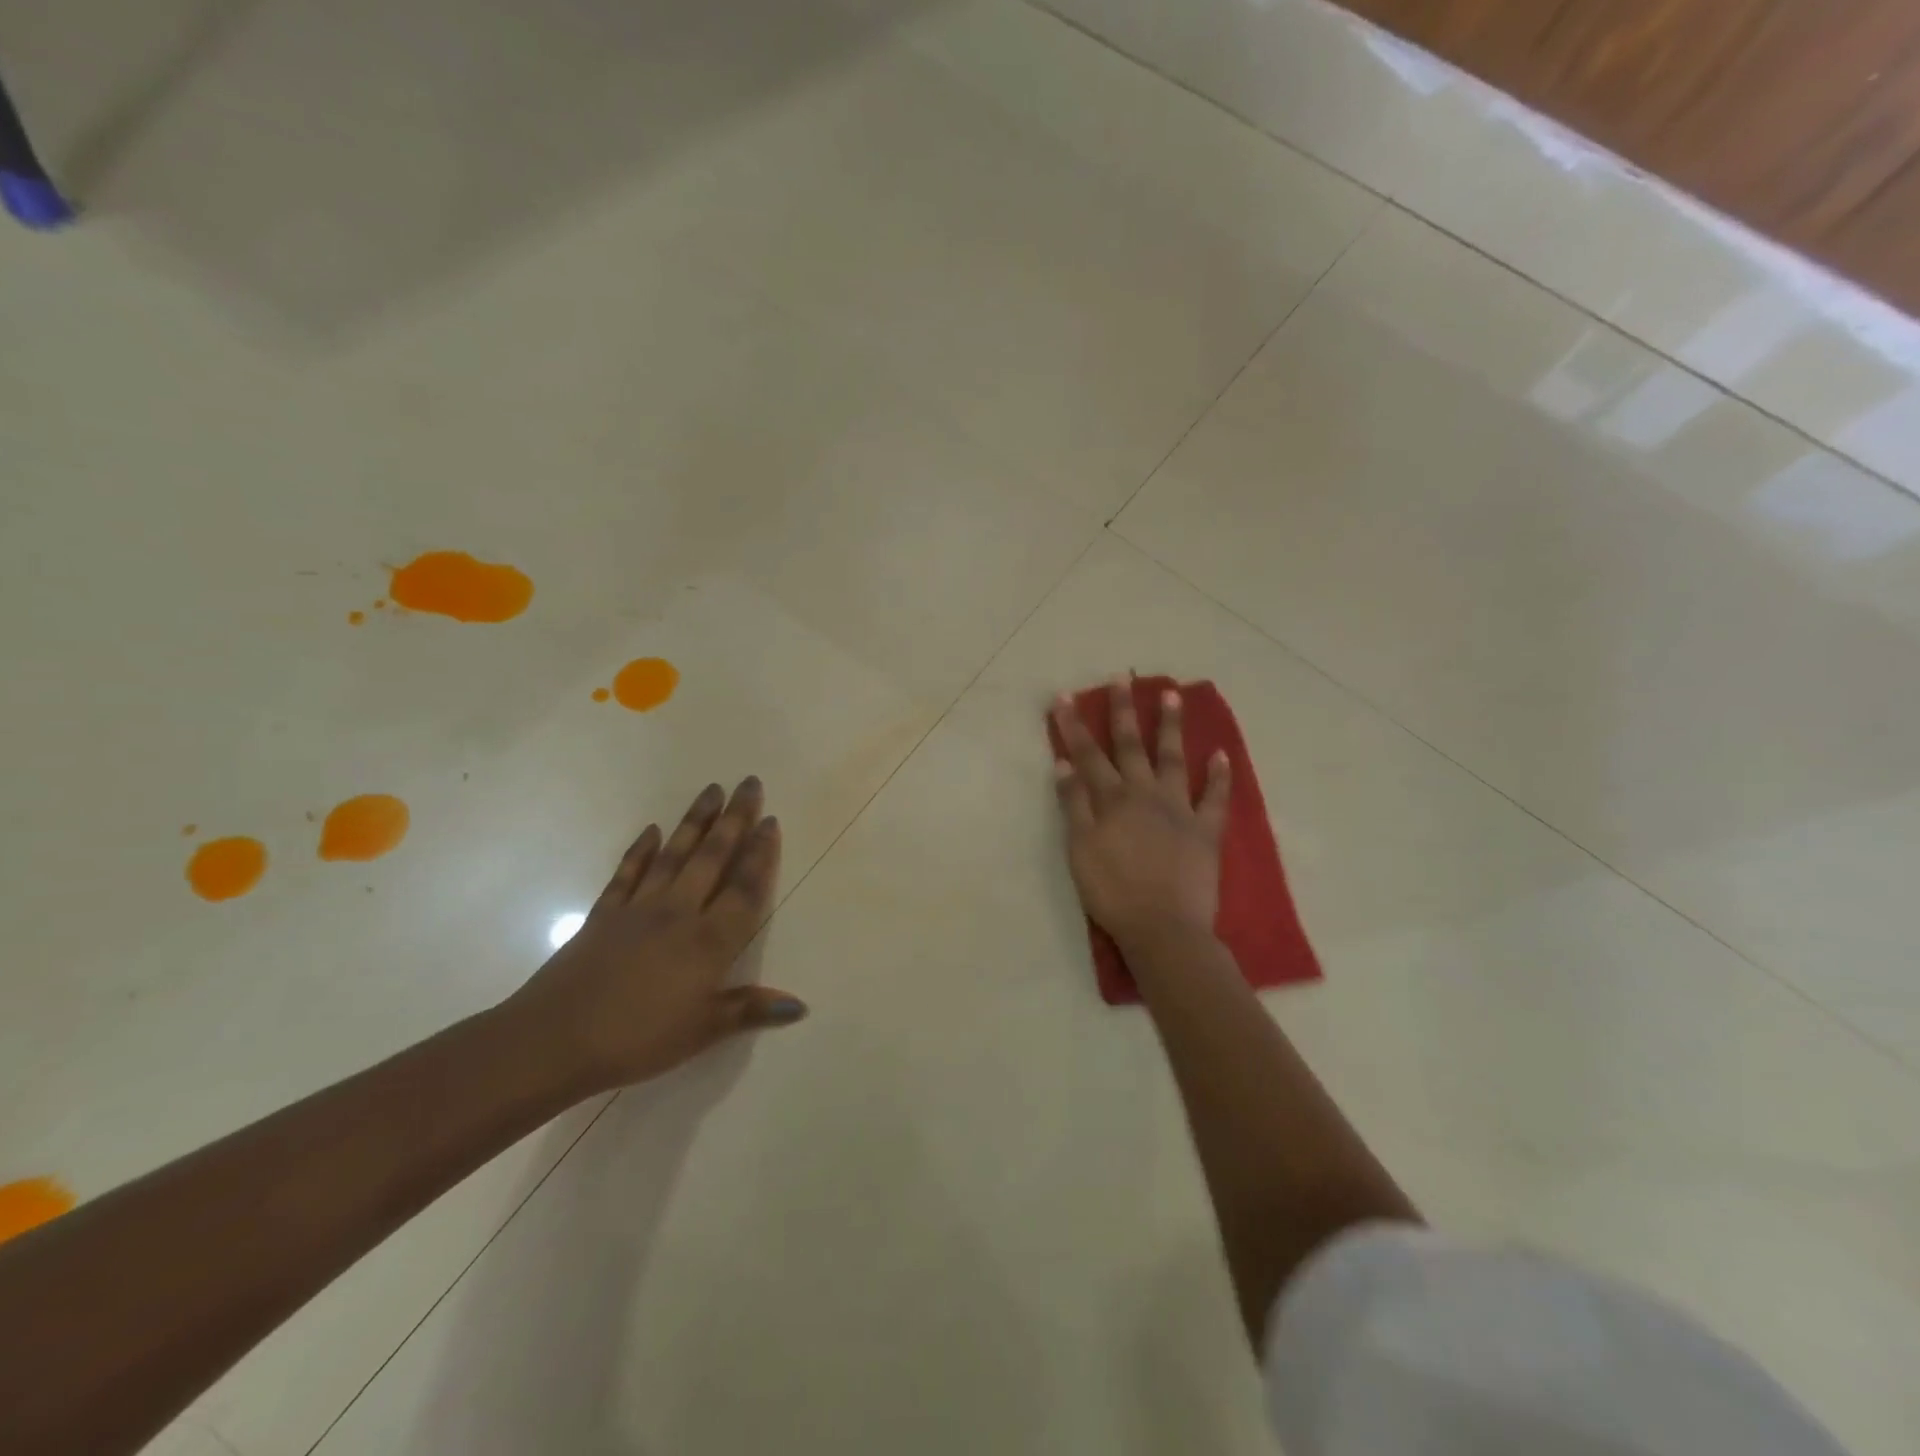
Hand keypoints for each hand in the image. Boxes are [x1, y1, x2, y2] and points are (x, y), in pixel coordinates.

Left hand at [501, 777, 806, 1094]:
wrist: (554, 1039)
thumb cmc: (637, 1038)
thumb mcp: (702, 1031)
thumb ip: (751, 1010)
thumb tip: (801, 1006)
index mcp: (708, 941)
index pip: (744, 889)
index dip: (761, 855)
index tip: (771, 821)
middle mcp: (679, 913)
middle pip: (713, 858)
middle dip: (734, 820)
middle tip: (749, 784)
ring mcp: (639, 909)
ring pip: (675, 855)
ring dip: (695, 822)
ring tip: (711, 790)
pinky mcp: (604, 914)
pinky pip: (628, 873)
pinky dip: (641, 850)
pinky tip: (652, 831)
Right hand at [1052, 679, 1229, 950]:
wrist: (1163, 928)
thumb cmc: (1112, 893)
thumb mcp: (1079, 850)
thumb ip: (1073, 804)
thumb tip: (1065, 763)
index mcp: (1112, 800)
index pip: (1088, 754)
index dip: (1074, 725)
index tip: (1064, 697)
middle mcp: (1146, 794)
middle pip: (1132, 746)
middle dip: (1124, 711)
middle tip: (1122, 679)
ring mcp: (1180, 809)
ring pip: (1174, 759)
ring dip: (1171, 727)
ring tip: (1172, 695)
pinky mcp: (1206, 831)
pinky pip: (1216, 798)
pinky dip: (1220, 776)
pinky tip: (1222, 754)